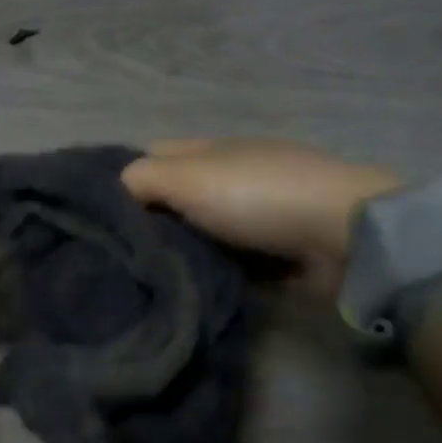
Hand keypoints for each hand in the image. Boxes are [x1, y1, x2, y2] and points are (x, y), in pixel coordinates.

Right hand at [121, 138, 402, 297]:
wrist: (343, 235)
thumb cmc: (257, 196)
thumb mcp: (187, 176)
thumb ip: (141, 179)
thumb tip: (114, 192)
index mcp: (210, 150)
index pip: (152, 154)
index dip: (123, 176)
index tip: (97, 213)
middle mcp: (231, 178)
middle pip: (176, 198)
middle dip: (149, 222)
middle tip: (114, 256)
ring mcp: (257, 217)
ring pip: (201, 234)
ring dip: (180, 253)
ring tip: (142, 280)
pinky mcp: (276, 255)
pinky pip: (230, 264)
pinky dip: (212, 274)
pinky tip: (185, 292)